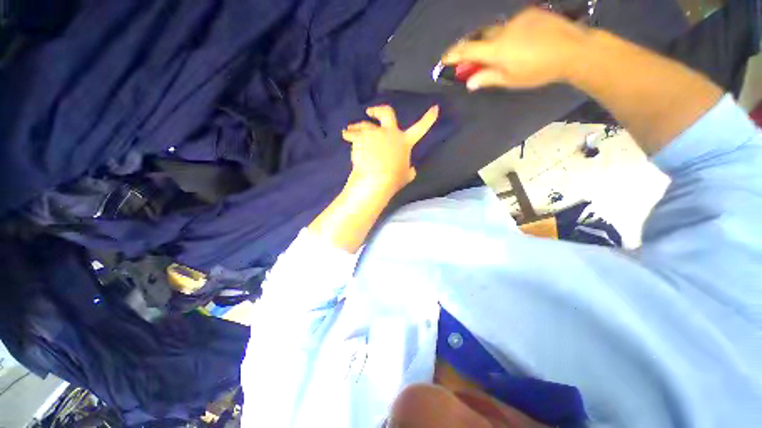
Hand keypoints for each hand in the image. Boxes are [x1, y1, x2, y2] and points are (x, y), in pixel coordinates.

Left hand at [342, 104, 438, 193]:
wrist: (375, 179)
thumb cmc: (393, 179)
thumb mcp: (406, 176)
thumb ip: (409, 170)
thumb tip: (412, 170)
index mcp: (404, 142)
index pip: (421, 128)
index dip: (429, 119)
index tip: (435, 108)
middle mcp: (390, 133)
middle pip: (387, 113)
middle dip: (379, 110)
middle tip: (371, 111)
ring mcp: (375, 133)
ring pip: (365, 124)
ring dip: (358, 126)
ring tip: (350, 131)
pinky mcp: (361, 137)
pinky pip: (354, 133)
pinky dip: (349, 134)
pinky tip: (346, 136)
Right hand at [441, 7, 589, 89]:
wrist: (573, 49)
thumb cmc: (539, 71)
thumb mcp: (511, 80)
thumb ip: (488, 78)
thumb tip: (470, 82)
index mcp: (497, 49)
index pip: (468, 50)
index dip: (454, 54)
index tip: (444, 58)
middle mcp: (503, 30)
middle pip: (481, 37)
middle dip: (474, 48)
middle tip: (476, 61)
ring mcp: (517, 19)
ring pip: (497, 30)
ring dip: (494, 42)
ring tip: (506, 54)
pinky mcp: (530, 13)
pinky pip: (512, 24)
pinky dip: (510, 34)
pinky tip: (521, 43)